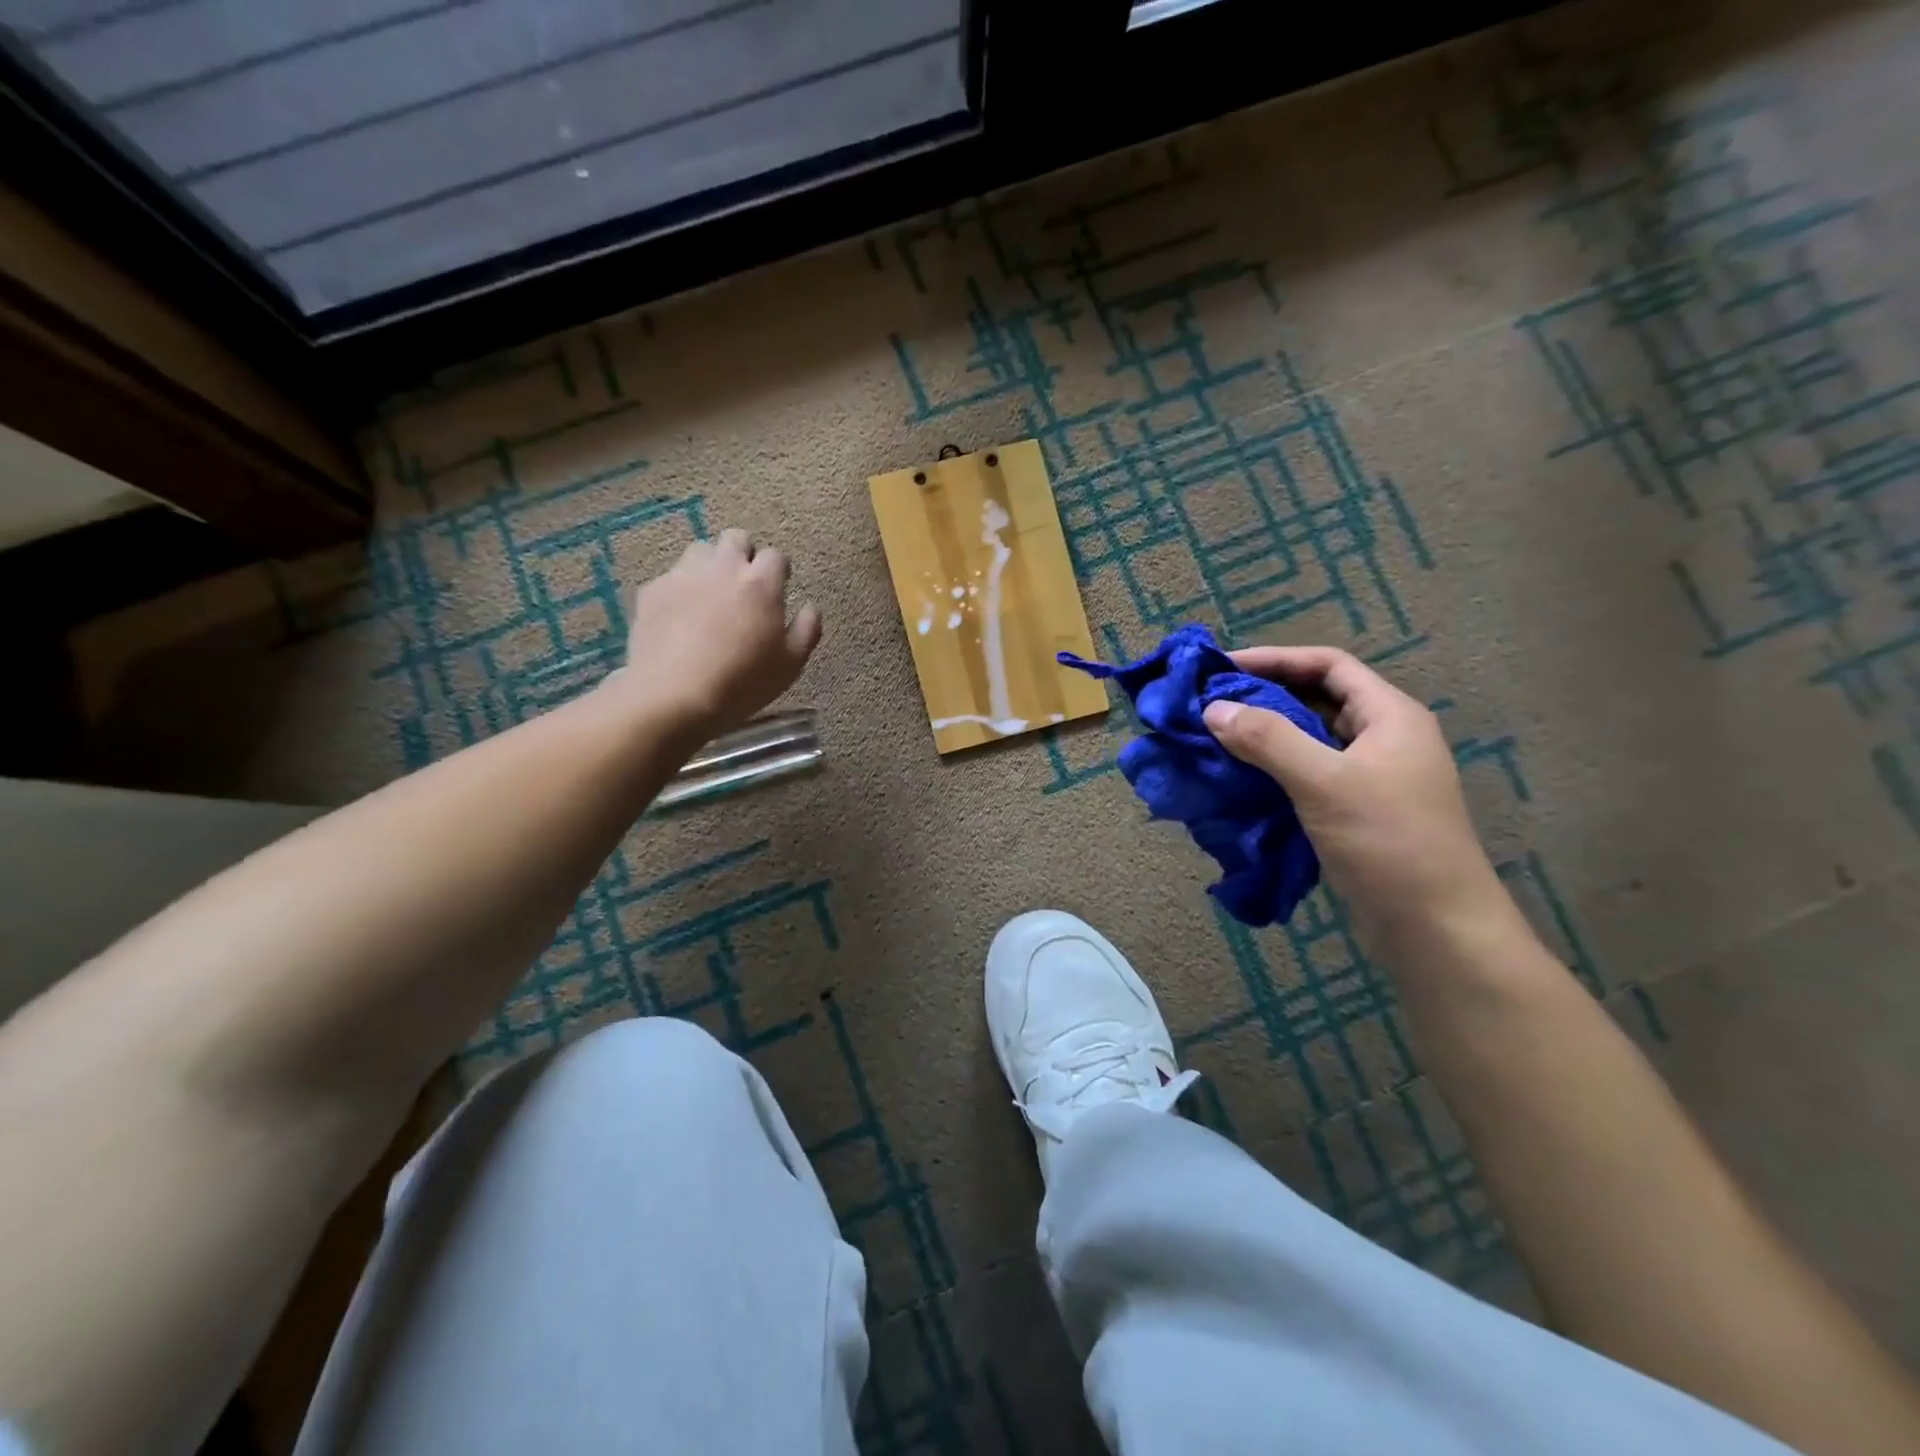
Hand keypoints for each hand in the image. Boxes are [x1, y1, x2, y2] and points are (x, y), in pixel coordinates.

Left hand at [610, 529, 821, 732]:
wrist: (672, 695)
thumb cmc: (742, 682)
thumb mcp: (790, 665)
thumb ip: (807, 630)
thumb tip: (810, 607)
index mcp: (761, 583)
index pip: (775, 556)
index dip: (778, 572)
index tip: (777, 590)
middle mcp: (723, 568)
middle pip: (736, 538)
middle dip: (743, 555)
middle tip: (744, 587)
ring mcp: (683, 575)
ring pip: (700, 550)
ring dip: (710, 565)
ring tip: (710, 596)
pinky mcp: (652, 590)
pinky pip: (671, 577)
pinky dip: (679, 589)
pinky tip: (679, 617)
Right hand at [1202, 647, 1521, 954]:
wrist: (1436, 927)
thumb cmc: (1387, 841)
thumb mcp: (1324, 782)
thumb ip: (1268, 739)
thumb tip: (1214, 709)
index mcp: (1390, 716)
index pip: (1328, 665)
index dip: (1275, 659)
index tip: (1222, 668)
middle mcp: (1384, 738)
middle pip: (1319, 699)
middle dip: (1266, 696)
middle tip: (1213, 703)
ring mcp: (1374, 777)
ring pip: (1312, 739)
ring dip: (1268, 735)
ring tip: (1218, 738)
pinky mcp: (1359, 811)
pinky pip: (1310, 774)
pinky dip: (1276, 770)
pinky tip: (1243, 780)